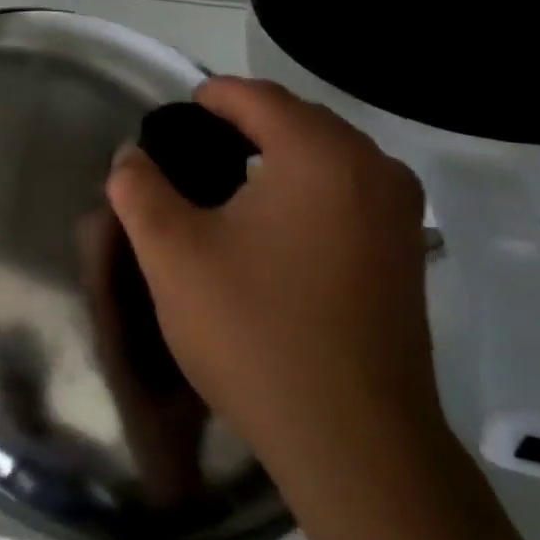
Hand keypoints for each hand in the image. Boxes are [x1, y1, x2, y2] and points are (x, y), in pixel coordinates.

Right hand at [105, 77, 441, 505]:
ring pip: (325, 157)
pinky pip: (348, 192)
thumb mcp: (172, 255)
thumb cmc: (256, 333)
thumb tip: (132, 156)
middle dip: (240, 126)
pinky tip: (271, 229)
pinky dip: (306, 190)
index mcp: (320, 153)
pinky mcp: (407, 253)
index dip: (206, 98)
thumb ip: (139, 189)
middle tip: (188, 157)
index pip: (254, 96)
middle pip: (295, 119)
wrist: (354, 443)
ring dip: (275, 158)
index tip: (168, 122)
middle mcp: (373, 167)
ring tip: (224, 190)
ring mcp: (400, 212)